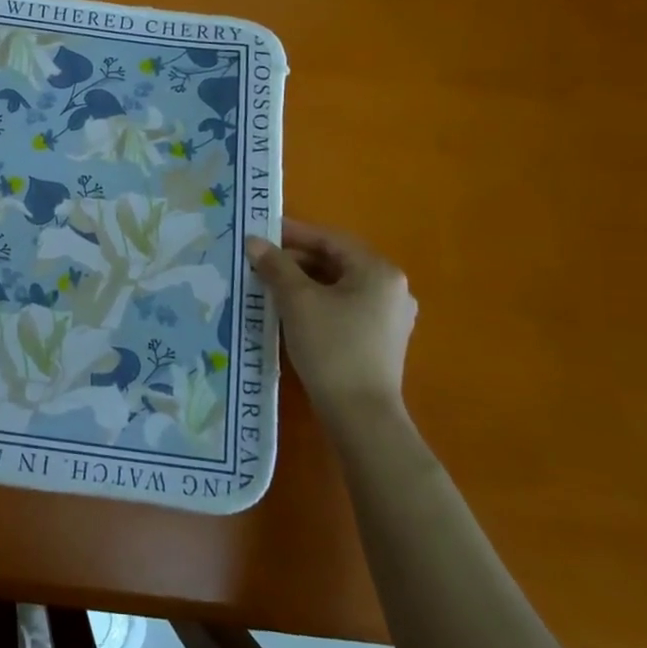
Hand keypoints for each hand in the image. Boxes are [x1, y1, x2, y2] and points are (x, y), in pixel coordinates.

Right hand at [246, 219, 416, 420]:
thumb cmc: (331, 347)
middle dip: (296, 260)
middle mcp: (392, 288)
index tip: (262, 233)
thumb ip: (275, 266)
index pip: (331, 239)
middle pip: (336, 262)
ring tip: (269, 286)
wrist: (360, 414)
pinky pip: (344, 308)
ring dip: (304, 282)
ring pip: (339, 286)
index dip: (294, 233)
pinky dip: (317, 302)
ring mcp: (389, 316)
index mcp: (378, 271)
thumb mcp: (297, 301)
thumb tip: (254, 242)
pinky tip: (291, 312)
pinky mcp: (380, 340)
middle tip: (260, 263)